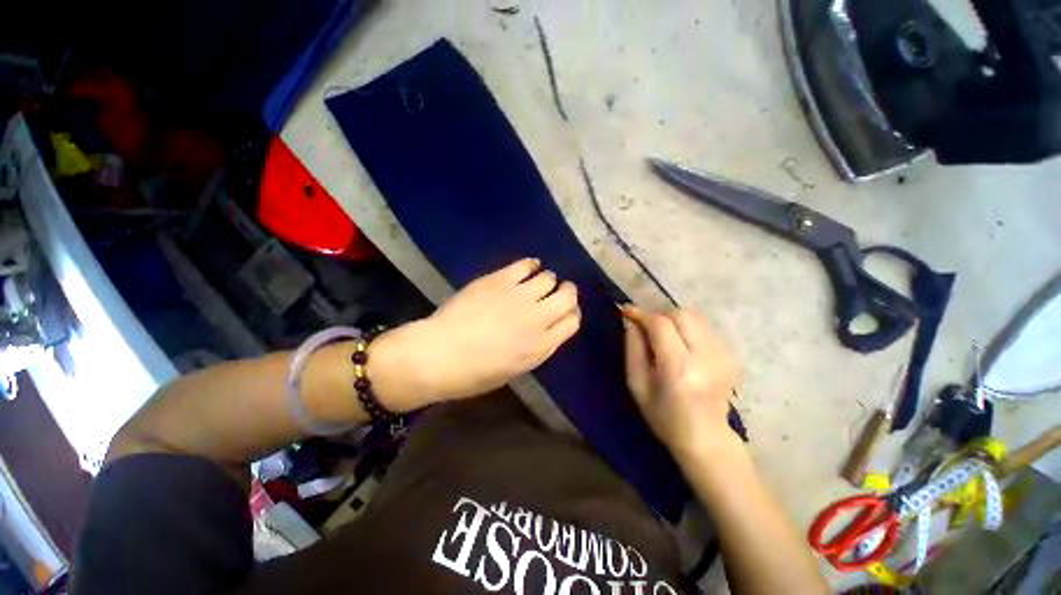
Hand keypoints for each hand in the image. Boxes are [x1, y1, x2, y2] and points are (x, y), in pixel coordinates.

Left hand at [370, 259, 580, 410]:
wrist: (438, 355)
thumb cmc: (475, 373)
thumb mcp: (516, 368)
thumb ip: (538, 346)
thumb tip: (547, 327)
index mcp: (542, 345)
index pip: (572, 321)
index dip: (570, 314)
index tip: (563, 313)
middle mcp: (538, 318)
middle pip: (568, 296)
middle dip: (566, 292)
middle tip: (557, 292)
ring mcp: (519, 296)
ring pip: (549, 278)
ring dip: (547, 280)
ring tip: (535, 283)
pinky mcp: (500, 280)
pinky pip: (525, 265)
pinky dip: (531, 265)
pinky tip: (527, 268)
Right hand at [621, 305, 739, 457]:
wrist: (706, 438)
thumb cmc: (664, 416)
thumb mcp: (637, 384)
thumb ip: (632, 348)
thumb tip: (630, 320)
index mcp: (679, 368)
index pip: (661, 325)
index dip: (641, 313)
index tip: (626, 310)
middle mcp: (705, 357)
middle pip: (682, 314)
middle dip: (659, 315)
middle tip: (646, 327)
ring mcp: (723, 356)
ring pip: (695, 317)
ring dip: (674, 320)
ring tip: (664, 337)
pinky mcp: (731, 356)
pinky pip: (704, 328)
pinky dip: (688, 329)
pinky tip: (682, 347)